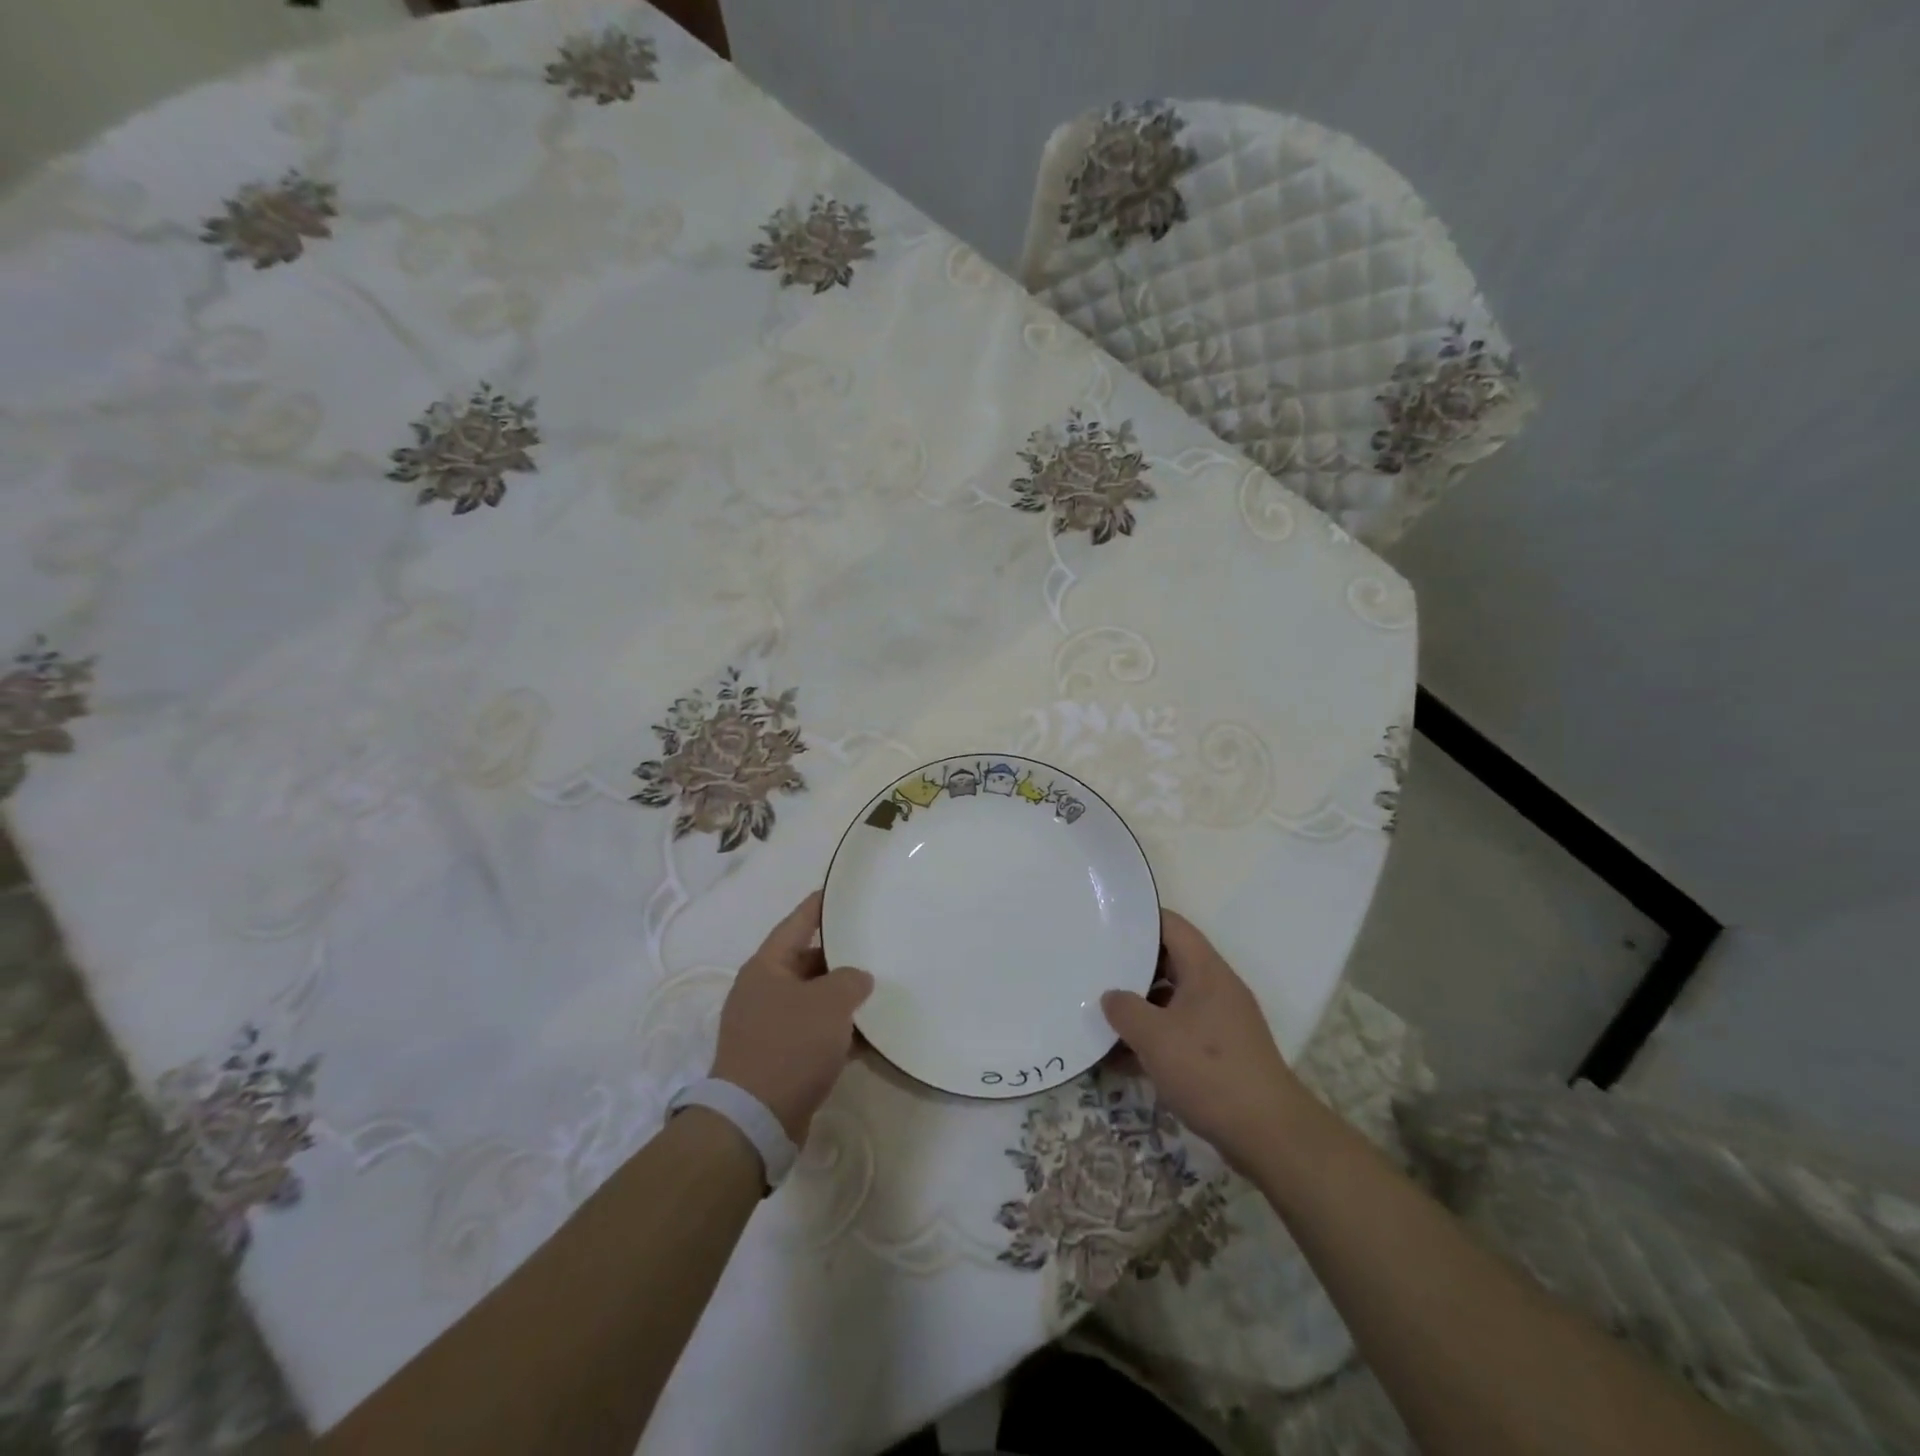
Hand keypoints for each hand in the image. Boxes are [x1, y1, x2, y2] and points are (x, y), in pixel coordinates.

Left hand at [710, 892, 872, 1140]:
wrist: (755, 1119)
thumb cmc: (789, 1045)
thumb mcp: (829, 1003)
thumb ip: (851, 980)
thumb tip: (857, 979)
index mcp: (766, 967)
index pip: (797, 923)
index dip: (819, 905)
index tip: (840, 891)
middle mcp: (763, 991)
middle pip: (807, 962)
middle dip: (840, 957)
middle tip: (875, 944)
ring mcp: (768, 1027)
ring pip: (813, 1000)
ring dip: (842, 999)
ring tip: (880, 989)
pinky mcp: (778, 1058)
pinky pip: (814, 1034)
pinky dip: (838, 1032)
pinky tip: (870, 1036)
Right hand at [1101, 909, 1306, 1169]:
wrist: (1268, 1134)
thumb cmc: (1209, 1070)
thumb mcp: (1154, 1036)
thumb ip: (1125, 1009)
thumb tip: (1111, 997)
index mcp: (1206, 970)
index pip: (1171, 926)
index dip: (1139, 920)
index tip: (1106, 923)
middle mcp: (1216, 988)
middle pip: (1170, 962)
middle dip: (1132, 967)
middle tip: (1096, 969)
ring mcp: (1220, 1022)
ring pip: (1172, 1001)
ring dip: (1140, 1009)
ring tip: (1102, 1016)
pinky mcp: (1221, 1054)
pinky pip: (1180, 1033)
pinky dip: (1154, 1039)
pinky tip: (1122, 1059)